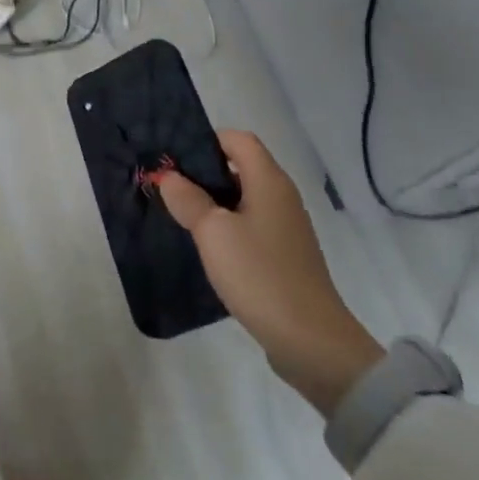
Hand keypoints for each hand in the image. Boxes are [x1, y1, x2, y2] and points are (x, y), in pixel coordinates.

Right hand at [154, 131, 382, 414]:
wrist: (310, 340)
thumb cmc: (259, 274)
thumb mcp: (213, 233)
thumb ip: (188, 199)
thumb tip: (169, 176)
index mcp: (269, 181)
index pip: (238, 139)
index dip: (206, 140)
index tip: (174, 158)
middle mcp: (281, 197)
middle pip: (240, 166)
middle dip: (203, 172)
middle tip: (168, 186)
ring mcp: (286, 227)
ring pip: (244, 198)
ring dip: (213, 201)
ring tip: (180, 214)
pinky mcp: (284, 255)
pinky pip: (250, 225)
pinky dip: (227, 226)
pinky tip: (207, 246)